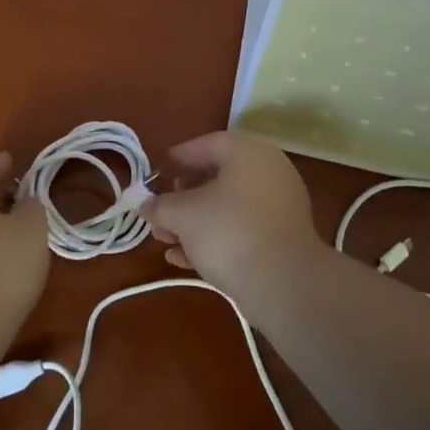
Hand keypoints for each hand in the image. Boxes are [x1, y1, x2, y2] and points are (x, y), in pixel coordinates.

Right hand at [137, 132, 322, 295]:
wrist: (283, 285)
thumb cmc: (228, 232)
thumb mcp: (183, 215)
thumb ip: (160, 206)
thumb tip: (146, 205)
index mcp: (248, 153)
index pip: (209, 144)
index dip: (180, 157)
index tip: (159, 172)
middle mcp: (268, 172)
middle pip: (218, 176)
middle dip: (183, 196)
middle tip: (161, 211)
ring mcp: (278, 207)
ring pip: (228, 206)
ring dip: (194, 221)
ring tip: (166, 239)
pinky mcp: (281, 239)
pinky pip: (241, 229)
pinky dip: (214, 238)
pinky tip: (184, 259)